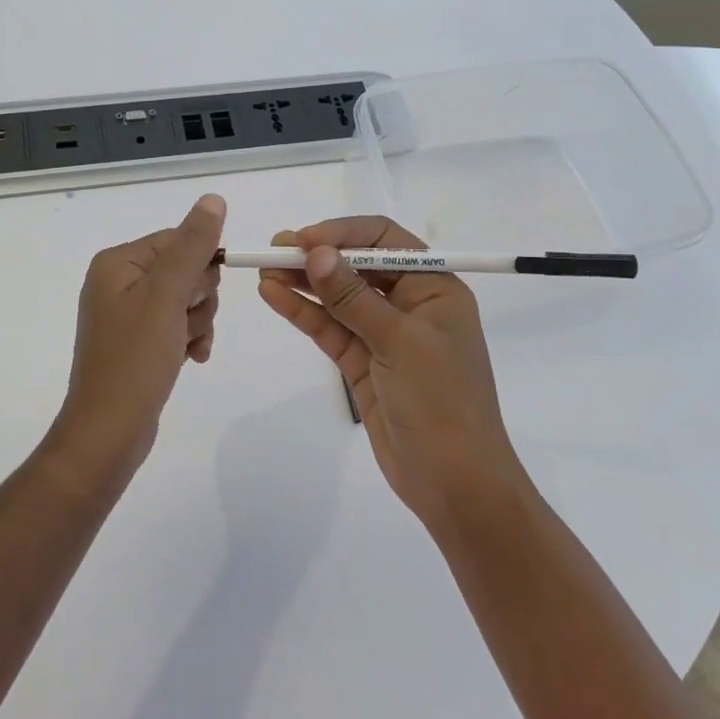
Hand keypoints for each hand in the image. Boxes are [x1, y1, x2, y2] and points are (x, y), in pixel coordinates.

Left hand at [45, 194, 225, 488]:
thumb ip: (193, 246)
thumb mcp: (167, 296)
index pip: (177, 240)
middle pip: (185, 269)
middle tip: (183, 324)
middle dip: (197, 299)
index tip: (193, 298)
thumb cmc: (135, 359)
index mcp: (118, 262)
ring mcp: (127, 313)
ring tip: (184, 347)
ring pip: (187, 299)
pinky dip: (190, 339)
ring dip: (197, 322)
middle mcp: (118, 281)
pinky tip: (191, 359)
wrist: (109, 431)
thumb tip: (213, 199)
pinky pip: (178, 325)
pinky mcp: (138, 341)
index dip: (199, 267)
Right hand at [256, 215, 527, 528]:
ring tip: (264, 268)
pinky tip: (274, 295)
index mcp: (434, 287)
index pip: (385, 240)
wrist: (455, 484)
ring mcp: (384, 334)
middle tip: (273, 249)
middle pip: (357, 266)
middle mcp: (410, 303)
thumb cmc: (441, 402)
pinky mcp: (363, 363)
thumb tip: (315, 253)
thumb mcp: (399, 342)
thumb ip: (352, 297)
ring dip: (304, 282)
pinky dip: (304, 312)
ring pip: (338, 297)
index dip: (343, 234)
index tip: (303, 240)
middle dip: (317, 256)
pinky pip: (330, 328)